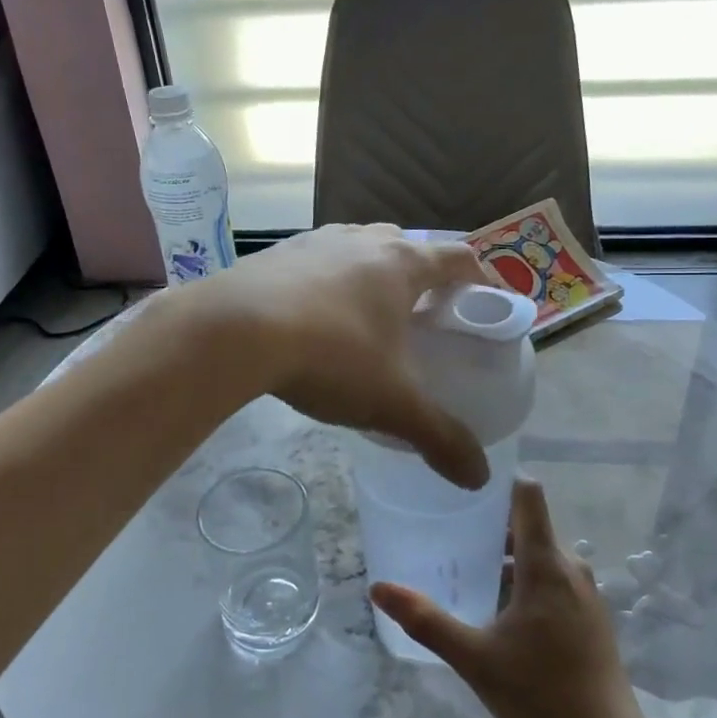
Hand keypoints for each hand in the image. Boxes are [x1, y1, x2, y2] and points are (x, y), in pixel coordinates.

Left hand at [186, 224, 491, 488]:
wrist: (232, 332)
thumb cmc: (330, 356)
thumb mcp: (392, 403)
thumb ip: (440, 437)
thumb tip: (480, 477)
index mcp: (402, 264)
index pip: (458, 257)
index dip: (479, 276)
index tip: (485, 300)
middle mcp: (363, 239)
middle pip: (407, 247)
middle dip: (422, 276)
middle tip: (424, 315)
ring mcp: (316, 240)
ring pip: (359, 247)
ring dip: (372, 273)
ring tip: (368, 316)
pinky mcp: (276, 253)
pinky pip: (316, 260)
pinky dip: (327, 281)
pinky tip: (313, 317)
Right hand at [372, 480, 647, 717]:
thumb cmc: (540, 694)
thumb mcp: (474, 657)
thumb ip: (426, 620)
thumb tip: (379, 588)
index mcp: (546, 564)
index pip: (528, 495)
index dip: (499, 481)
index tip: (464, 483)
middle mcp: (571, 568)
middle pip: (530, 526)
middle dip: (491, 525)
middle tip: (450, 532)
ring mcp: (586, 593)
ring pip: (542, 555)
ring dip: (508, 557)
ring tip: (468, 571)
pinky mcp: (591, 617)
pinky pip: (555, 579)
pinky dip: (527, 580)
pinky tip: (501, 610)